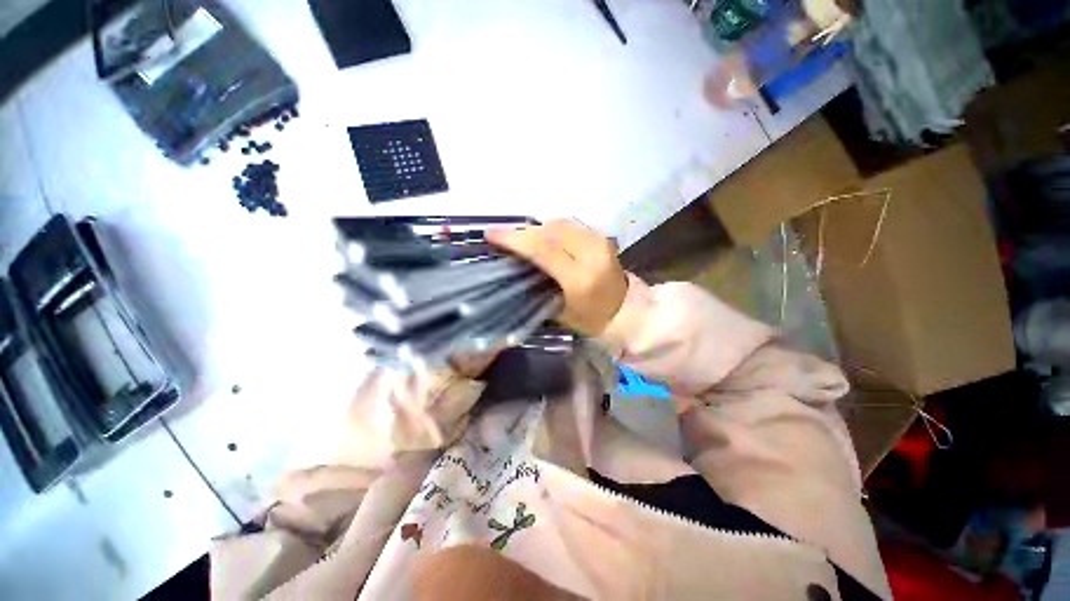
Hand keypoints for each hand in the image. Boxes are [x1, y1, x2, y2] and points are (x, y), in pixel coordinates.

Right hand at [487, 220, 627, 336]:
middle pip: (550, 231)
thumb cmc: (592, 320)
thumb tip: (517, 264)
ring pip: (560, 223)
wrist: (628, 311)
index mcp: (580, 278)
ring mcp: (600, 241)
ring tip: (519, 236)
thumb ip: (539, 286)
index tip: (492, 234)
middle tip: (502, 235)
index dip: (515, 239)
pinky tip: (541, 236)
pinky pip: (570, 225)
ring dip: (536, 228)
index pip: (543, 249)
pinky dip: (551, 228)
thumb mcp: (561, 312)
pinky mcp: (602, 237)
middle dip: (523, 231)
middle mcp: (592, 254)